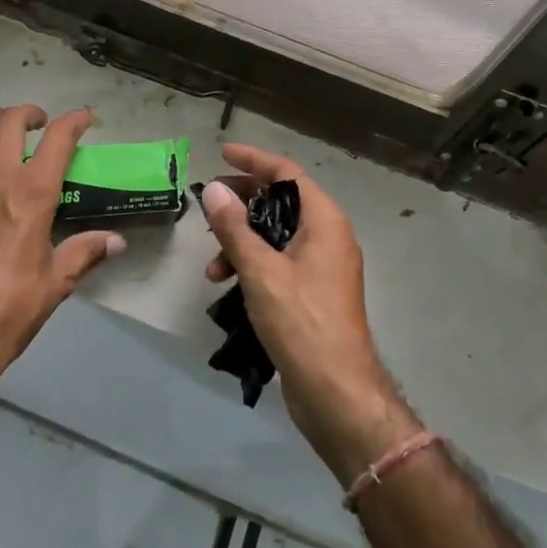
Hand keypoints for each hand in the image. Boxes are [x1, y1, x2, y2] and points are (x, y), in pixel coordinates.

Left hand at [0, 105, 124, 393]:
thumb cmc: (11, 309)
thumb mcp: (57, 282)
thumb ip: (86, 252)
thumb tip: (117, 242)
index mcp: (33, 194)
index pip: (59, 139)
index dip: (74, 121)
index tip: (84, 118)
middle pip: (9, 122)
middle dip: (27, 113)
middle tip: (38, 125)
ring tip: (0, 131)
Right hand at [200, 145, 417, 479]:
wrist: (337, 393)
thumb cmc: (302, 322)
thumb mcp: (260, 271)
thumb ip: (235, 228)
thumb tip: (215, 191)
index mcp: (324, 221)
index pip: (287, 174)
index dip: (254, 160)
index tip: (223, 154)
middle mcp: (328, 237)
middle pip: (282, 202)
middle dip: (242, 203)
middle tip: (209, 205)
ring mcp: (323, 266)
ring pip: (276, 236)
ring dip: (242, 242)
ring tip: (212, 267)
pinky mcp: (314, 293)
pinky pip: (279, 262)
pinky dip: (253, 265)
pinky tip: (228, 287)